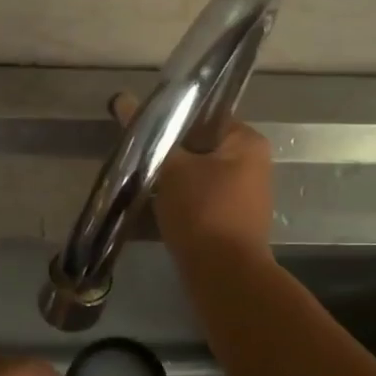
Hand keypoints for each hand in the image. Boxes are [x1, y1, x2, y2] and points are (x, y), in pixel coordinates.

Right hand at [112, 92, 274, 262]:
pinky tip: (151, 206)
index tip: (144, 126)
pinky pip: (200, 201)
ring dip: (171, 179)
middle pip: (200, 146)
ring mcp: (245, 196)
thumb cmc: (203, 210)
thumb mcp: (171, 167)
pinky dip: (178, 201)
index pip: (206, 114)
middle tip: (138, 154)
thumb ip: (148, 133)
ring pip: (197, 176)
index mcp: (247, 142)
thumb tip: (122, 98)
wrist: (224, 277)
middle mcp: (253, 165)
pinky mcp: (232, 223)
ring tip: (139, 179)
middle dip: (169, 152)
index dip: (173, 118)